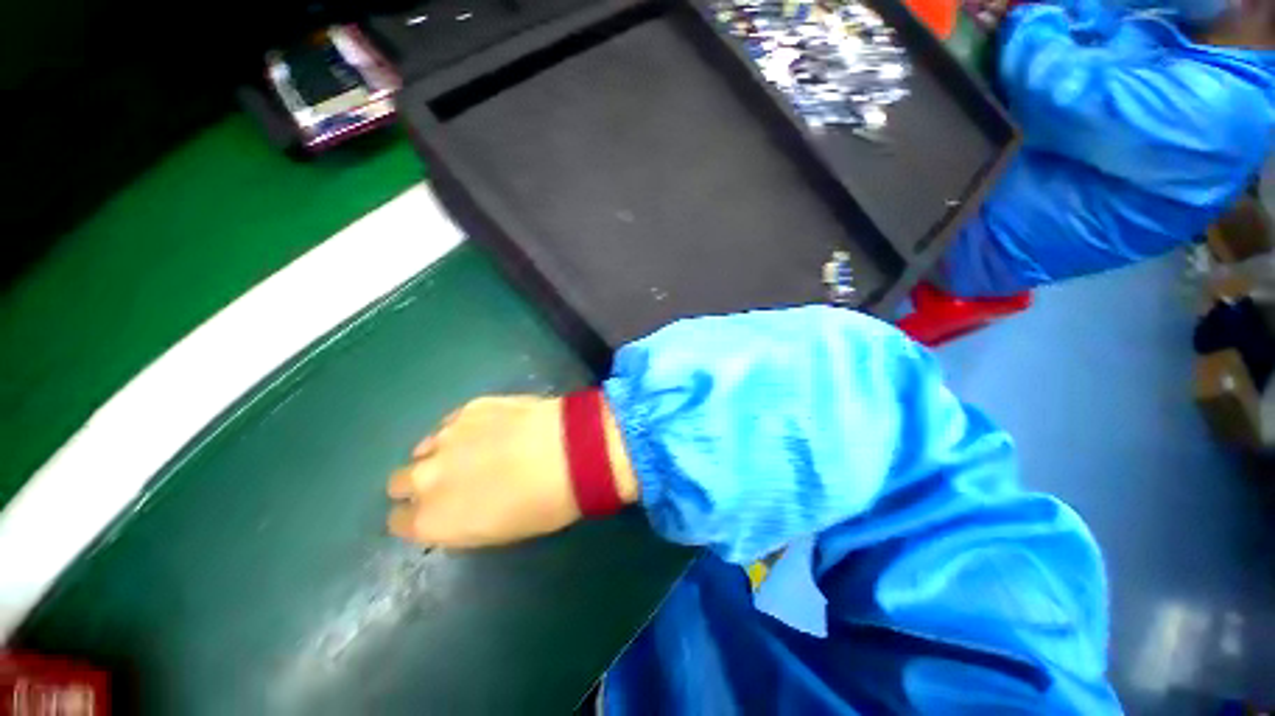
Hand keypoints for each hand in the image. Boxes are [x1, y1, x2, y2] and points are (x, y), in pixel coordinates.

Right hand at [387, 395, 637, 547]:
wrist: (570, 451)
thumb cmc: (543, 504)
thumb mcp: (500, 531)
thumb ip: (464, 520)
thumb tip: (458, 507)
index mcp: (432, 520)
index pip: (400, 521)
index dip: (419, 514)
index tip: (438, 510)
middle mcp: (425, 478)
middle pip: (401, 481)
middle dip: (422, 482)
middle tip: (456, 479)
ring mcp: (446, 437)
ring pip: (424, 447)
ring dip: (442, 452)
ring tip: (476, 450)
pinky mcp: (470, 407)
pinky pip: (452, 422)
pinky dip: (464, 428)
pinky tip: (492, 428)